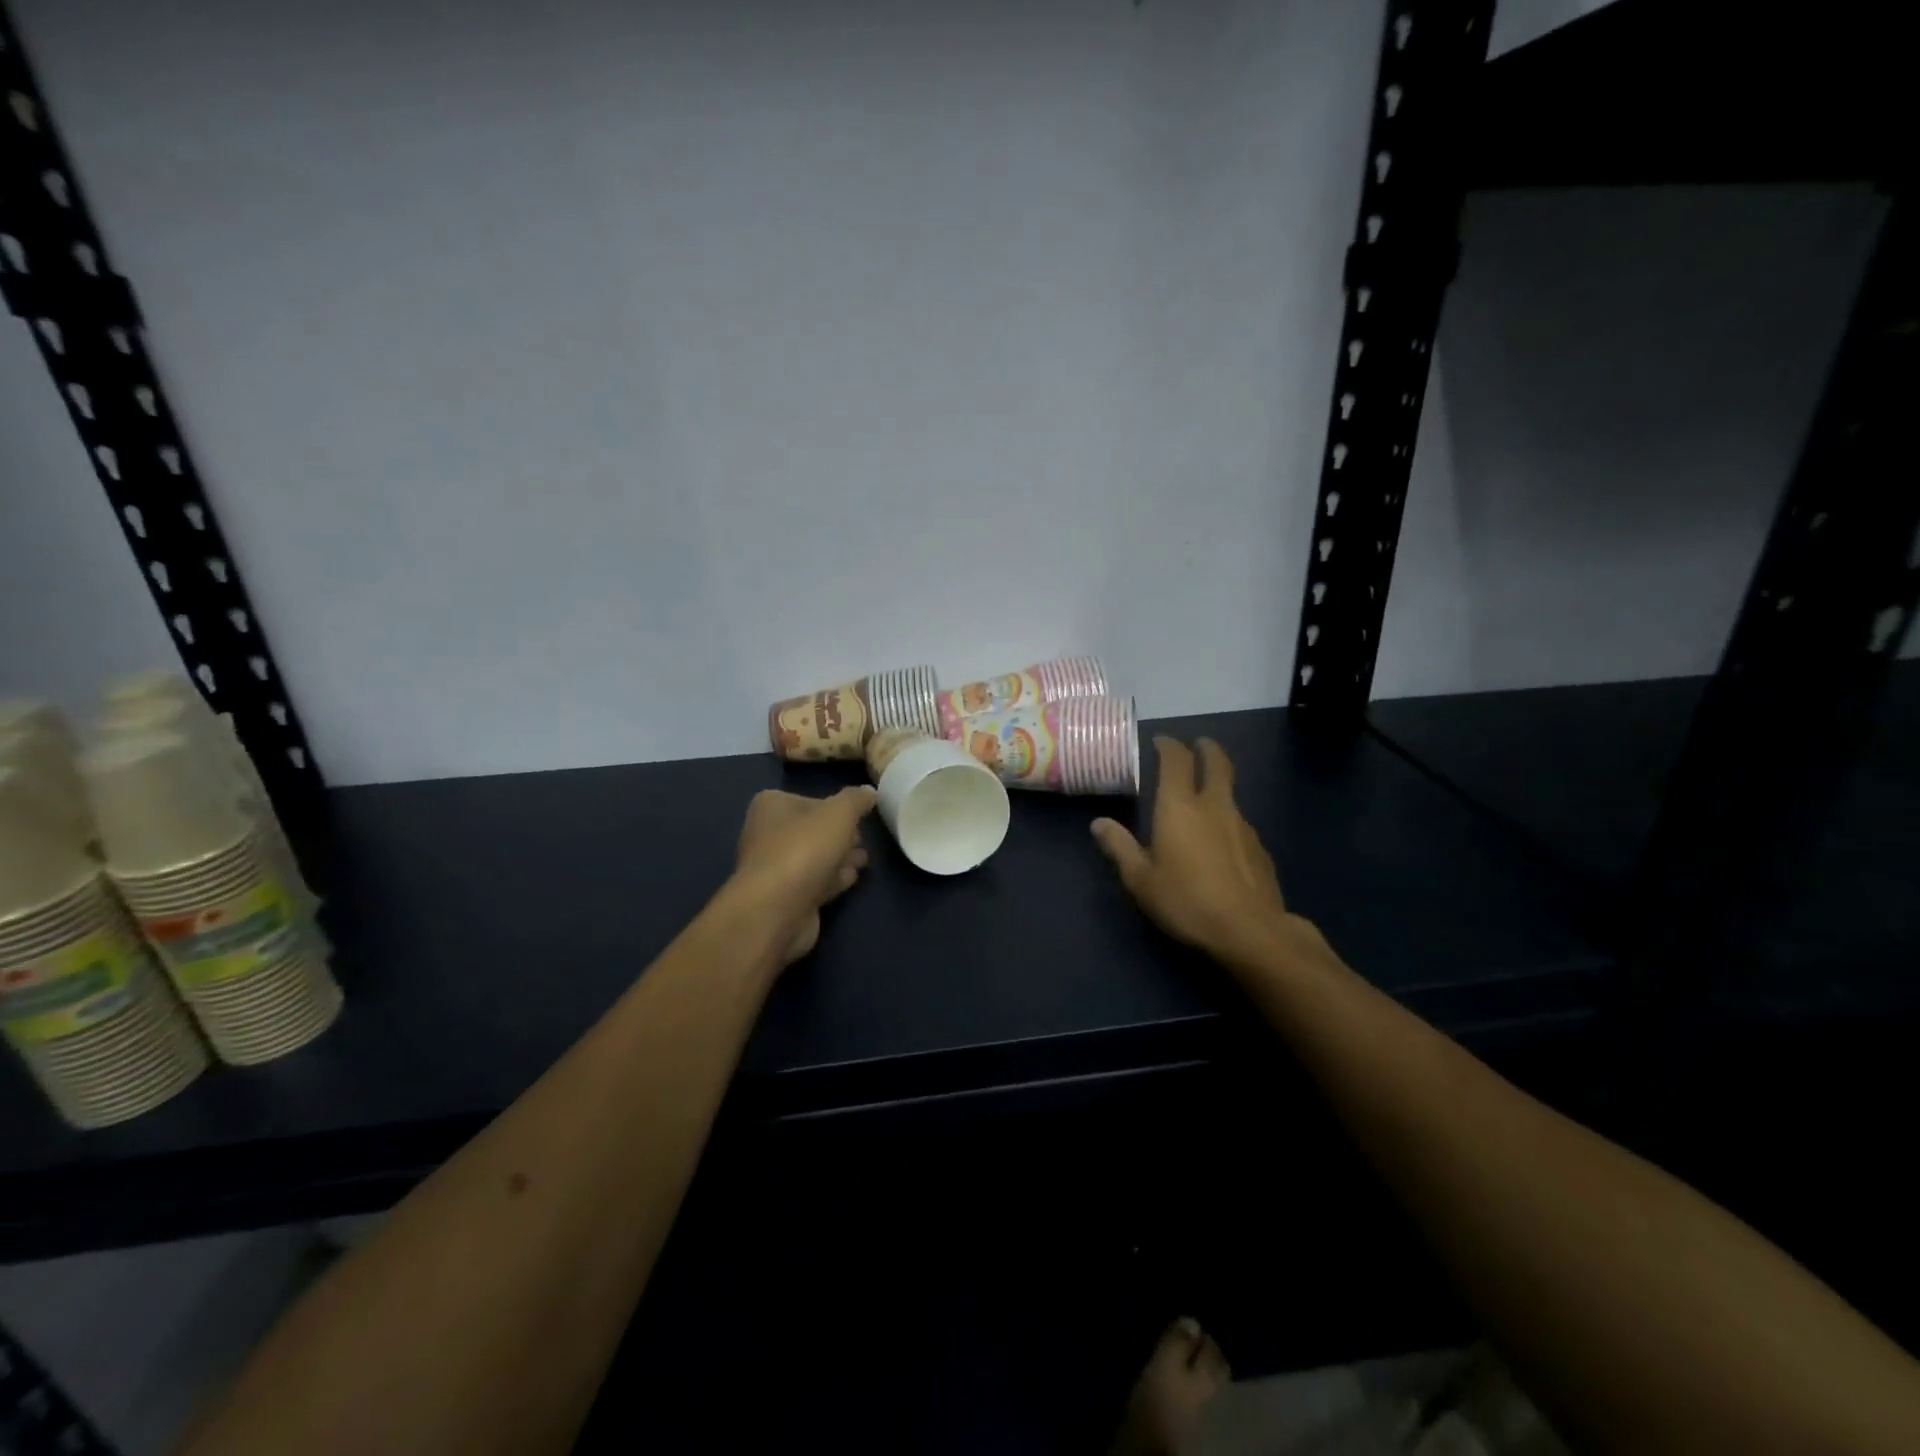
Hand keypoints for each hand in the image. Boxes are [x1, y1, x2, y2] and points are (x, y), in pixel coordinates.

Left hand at [734, 786, 877, 964]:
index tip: (859, 815)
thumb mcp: (839, 813)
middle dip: (840, 835)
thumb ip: (857, 800)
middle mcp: (767, 834)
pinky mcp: (784, 897)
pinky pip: (814, 881)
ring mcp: (774, 868)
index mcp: (771, 806)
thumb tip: (869, 791)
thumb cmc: (804, 849)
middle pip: (812, 830)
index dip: (835, 807)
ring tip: (864, 859)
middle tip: (863, 838)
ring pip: (814, 857)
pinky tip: (852, 877)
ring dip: (840, 857)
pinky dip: (832, 878)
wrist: (777, 910)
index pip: (809, 800)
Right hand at [1091, 737, 1297, 967]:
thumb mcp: (1140, 879)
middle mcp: (1214, 806)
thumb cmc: (1186, 901)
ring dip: (1217, 787)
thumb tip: (1099, 823)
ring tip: (1203, 800)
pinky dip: (1227, 820)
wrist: (1250, 931)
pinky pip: (1239, 823)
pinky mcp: (1260, 848)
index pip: (1176, 760)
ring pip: (1230, 794)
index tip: (1161, 741)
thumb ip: (1120, 847)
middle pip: (1216, 763)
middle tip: (1198, 744)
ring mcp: (1242, 826)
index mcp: (1180, 807)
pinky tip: (1220, 844)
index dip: (1168, 745)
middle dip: (1206, 748)